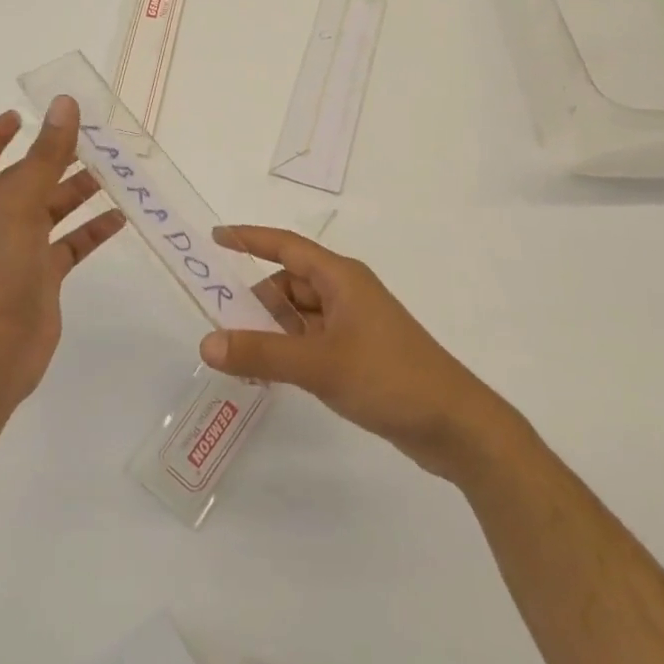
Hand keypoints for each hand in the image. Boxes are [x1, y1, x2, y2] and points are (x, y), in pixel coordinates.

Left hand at [0, 96, 126, 409]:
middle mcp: (0, 220)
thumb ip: (47, 153)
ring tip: (113, 174)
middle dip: (55, 159)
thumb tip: (64, 103)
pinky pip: (71, 245)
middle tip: (93, 140)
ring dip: (79, 192)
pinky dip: (92, 231)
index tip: (20, 116)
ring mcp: (22, 250)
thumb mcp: (23, 202)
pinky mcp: (44, 277)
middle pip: (27, 179)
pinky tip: (120, 218)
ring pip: (53, 211)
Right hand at [199, 226, 508, 478]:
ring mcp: (355, 324)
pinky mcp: (360, 354)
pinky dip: (290, 350)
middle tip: (219, 326)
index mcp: (340, 278)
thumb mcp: (319, 365)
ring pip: (299, 315)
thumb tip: (207, 342)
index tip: (215, 238)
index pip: (285, 246)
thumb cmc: (390, 378)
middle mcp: (346, 293)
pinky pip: (312, 340)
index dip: (249, 239)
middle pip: (289, 284)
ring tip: (241, 357)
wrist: (457, 426)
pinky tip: (272, 374)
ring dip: (272, 331)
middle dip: (255, 302)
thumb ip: (261, 353)